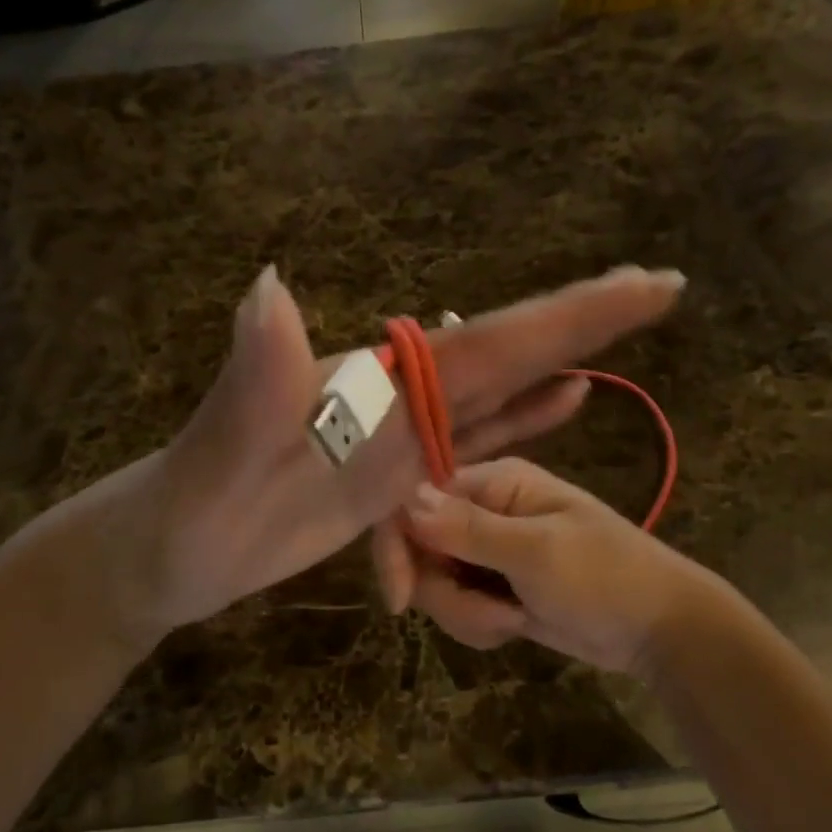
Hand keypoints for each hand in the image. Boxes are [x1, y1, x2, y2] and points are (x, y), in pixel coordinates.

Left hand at [25, 265, 683, 654]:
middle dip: (584, 320)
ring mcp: (400, 437)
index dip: (569, 314)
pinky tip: (561, 405)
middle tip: (660, 287)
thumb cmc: (190, 506)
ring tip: (624, 331)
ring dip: (560, 363)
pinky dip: (522, 422)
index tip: (645, 282)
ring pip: (497, 393)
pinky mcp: (397, 477)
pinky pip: (472, 444)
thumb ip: (253, 377)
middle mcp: (399, 397)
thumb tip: (270, 285)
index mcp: (379, 383)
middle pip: (508, 353)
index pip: (491, 342)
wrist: (171, 548)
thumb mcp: (220, 448)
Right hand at [399, 458, 706, 675]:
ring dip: (467, 613)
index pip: (414, 500)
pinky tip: (517, 626)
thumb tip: (405, 499)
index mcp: (493, 482)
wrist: (657, 630)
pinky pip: (456, 605)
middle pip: (418, 548)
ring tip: (515, 620)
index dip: (397, 546)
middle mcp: (481, 509)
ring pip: (434, 583)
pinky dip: (479, 624)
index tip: (401, 598)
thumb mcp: (537, 553)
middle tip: (492, 614)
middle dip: (445, 592)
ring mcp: (485, 550)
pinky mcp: (491, 585)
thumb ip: (468, 529)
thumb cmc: (605, 577)